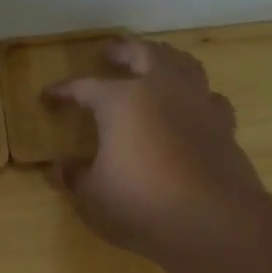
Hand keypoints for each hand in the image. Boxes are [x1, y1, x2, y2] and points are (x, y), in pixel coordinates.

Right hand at [46, 38, 271, 269]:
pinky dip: (197, 95)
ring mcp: (197, 103)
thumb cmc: (141, 205)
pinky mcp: (224, 125)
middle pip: (142, 53)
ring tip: (153, 63)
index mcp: (121, 101)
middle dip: (122, 50)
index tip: (48, 96)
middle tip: (108, 52)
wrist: (213, 222)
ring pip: (182, 64)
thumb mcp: (92, 197)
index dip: (63, 91)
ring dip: (164, 58)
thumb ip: (74, 177)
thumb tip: (59, 166)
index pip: (84, 86)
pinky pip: (209, 97)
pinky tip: (193, 104)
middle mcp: (161, 89)